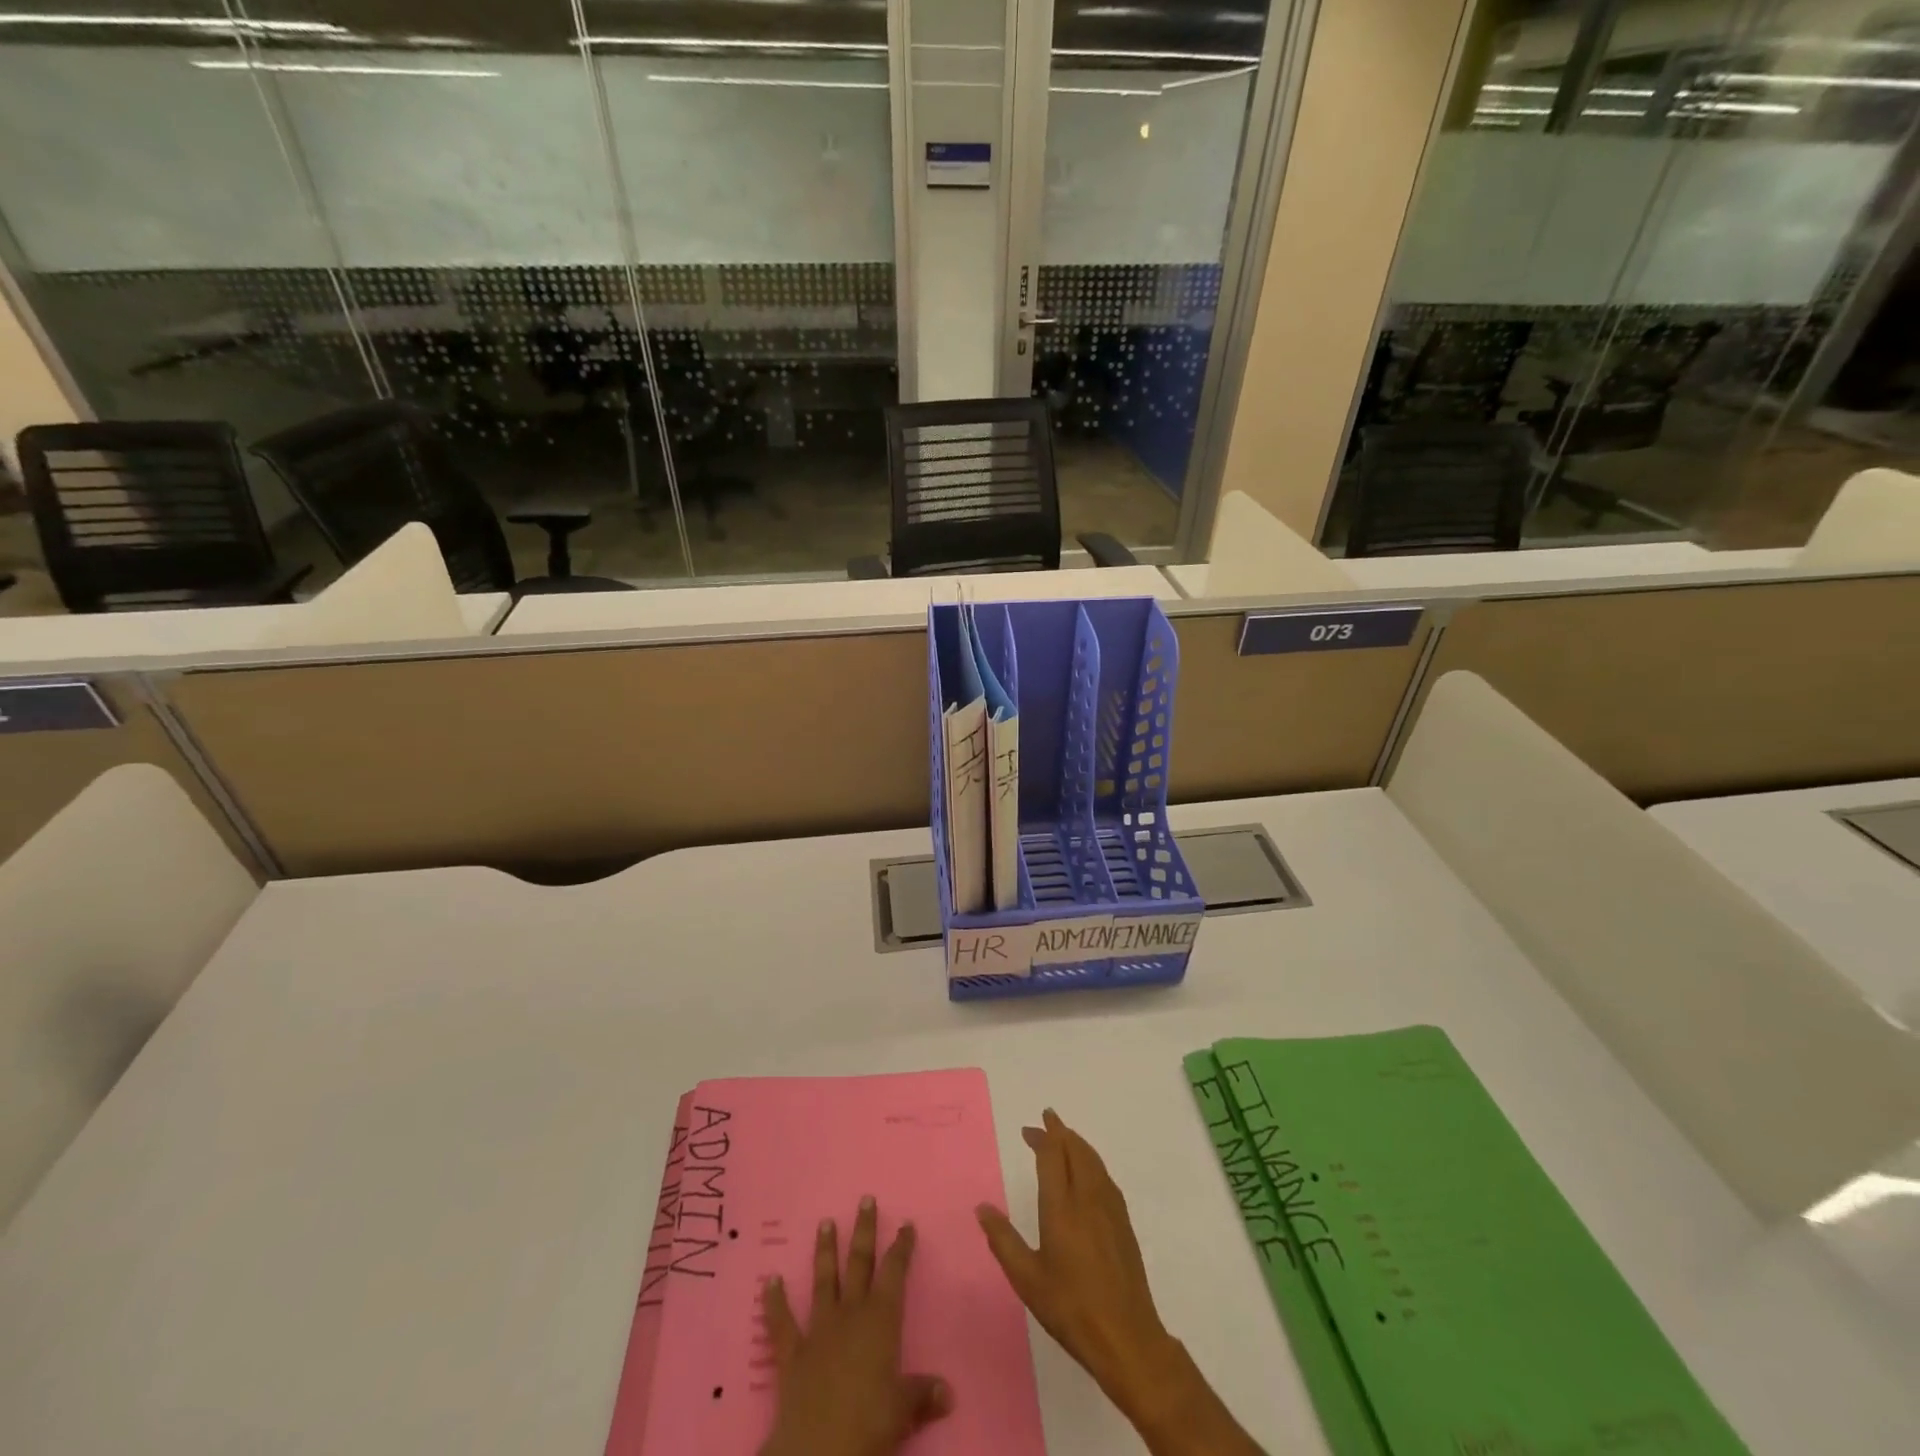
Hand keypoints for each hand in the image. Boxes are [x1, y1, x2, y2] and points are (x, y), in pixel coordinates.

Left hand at [759, 1197, 952, 1455]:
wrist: (817, 1451)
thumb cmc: (868, 1425)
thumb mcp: (903, 1411)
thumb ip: (923, 1395)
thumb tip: (948, 1392)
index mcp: (881, 1321)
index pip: (894, 1273)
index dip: (901, 1248)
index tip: (906, 1224)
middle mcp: (851, 1314)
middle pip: (859, 1263)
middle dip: (864, 1231)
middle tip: (865, 1199)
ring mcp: (819, 1330)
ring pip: (824, 1281)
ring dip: (825, 1251)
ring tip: (825, 1222)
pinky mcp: (792, 1353)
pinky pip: (782, 1323)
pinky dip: (774, 1301)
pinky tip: (769, 1280)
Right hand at [975, 1109, 1180, 1425]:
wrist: (1127, 1337)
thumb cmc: (1071, 1308)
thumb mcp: (1027, 1279)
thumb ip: (1003, 1240)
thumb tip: (982, 1208)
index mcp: (1061, 1207)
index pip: (1052, 1156)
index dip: (1041, 1137)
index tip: (1029, 1128)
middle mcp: (1087, 1198)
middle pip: (1076, 1150)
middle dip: (1060, 1131)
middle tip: (1046, 1120)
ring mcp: (1110, 1209)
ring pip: (1093, 1160)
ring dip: (1077, 1143)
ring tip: (1065, 1138)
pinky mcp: (1123, 1223)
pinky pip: (1105, 1176)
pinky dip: (1092, 1161)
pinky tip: (1088, 1172)